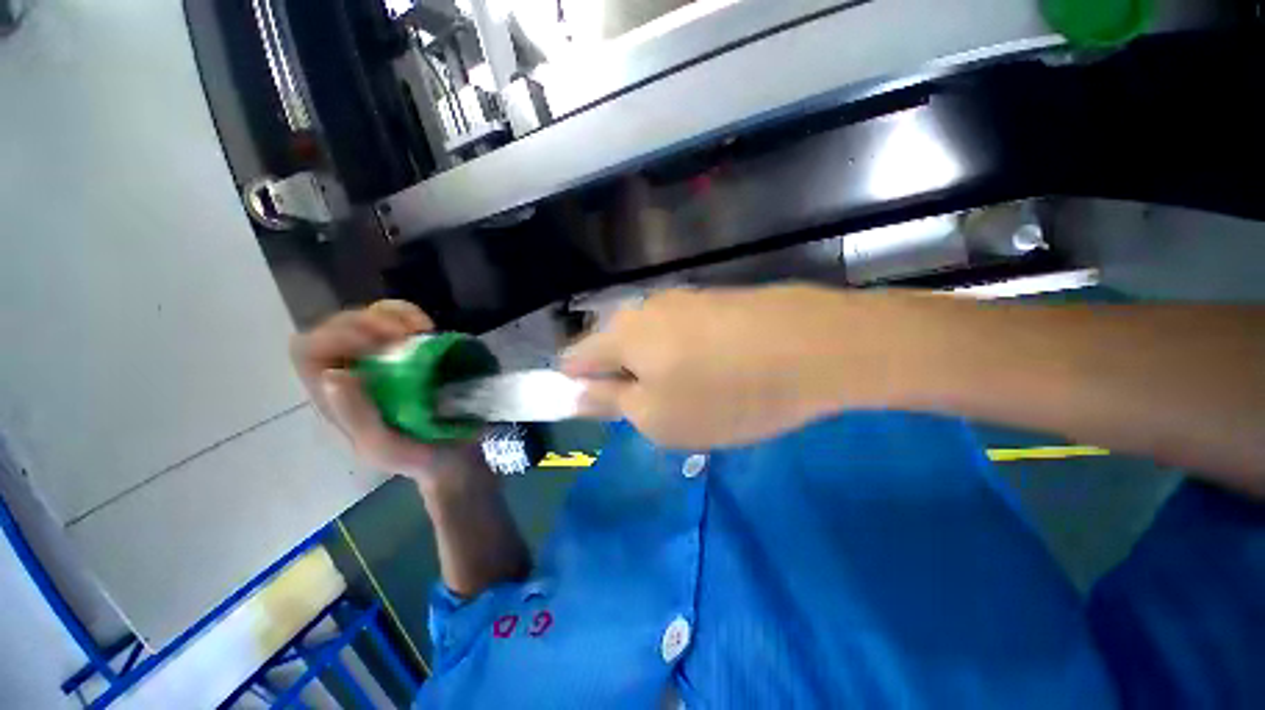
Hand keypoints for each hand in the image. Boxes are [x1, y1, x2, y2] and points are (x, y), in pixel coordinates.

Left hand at [291, 300, 486, 488]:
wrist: (453, 455)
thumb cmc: (418, 456)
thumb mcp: (383, 447)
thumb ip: (357, 417)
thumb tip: (334, 373)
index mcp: (333, 397)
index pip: (309, 349)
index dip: (338, 336)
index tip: (383, 344)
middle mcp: (351, 372)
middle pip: (337, 325)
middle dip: (369, 321)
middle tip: (407, 336)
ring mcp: (381, 361)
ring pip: (367, 316)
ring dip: (393, 315)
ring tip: (421, 330)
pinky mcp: (409, 355)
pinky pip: (400, 321)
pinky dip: (412, 316)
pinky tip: (429, 329)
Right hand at [563, 286, 902, 448]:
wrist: (816, 347)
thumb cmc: (726, 393)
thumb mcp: (658, 417)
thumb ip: (610, 403)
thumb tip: (578, 394)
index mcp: (621, 334)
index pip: (574, 359)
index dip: (576, 386)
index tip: (600, 411)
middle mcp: (645, 308)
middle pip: (614, 348)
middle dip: (624, 381)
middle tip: (656, 412)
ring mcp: (682, 301)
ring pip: (651, 342)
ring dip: (659, 370)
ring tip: (694, 396)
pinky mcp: (715, 302)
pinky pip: (683, 334)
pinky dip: (687, 357)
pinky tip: (719, 373)